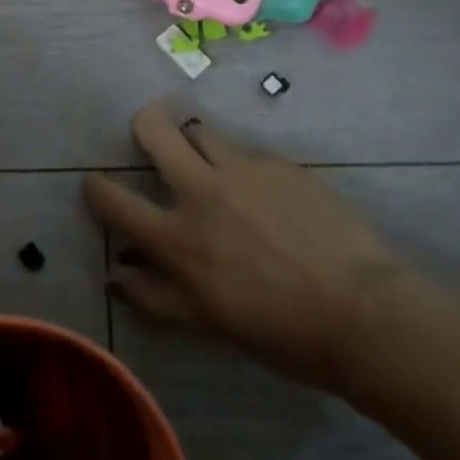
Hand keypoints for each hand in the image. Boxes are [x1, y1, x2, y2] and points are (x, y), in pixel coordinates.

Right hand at [84, 103, 408, 394]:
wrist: (362, 313)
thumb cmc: (281, 333)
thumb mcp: (209, 323)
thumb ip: (156, 296)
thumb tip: (116, 275)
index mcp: (178, 239)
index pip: (115, 201)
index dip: (98, 189)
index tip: (97, 185)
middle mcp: (201, 191)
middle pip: (154, 129)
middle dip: (143, 125)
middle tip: (150, 135)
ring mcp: (242, 169)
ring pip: (200, 129)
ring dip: (196, 143)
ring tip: (212, 164)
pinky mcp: (278, 163)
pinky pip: (247, 153)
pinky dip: (244, 168)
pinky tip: (269, 196)